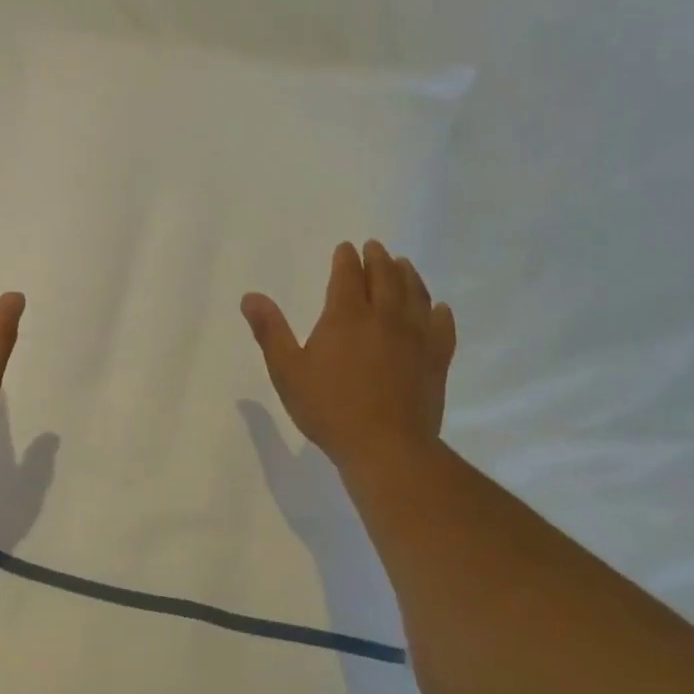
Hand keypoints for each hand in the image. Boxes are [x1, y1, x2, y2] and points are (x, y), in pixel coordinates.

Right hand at [241, 241, 455, 470]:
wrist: (385, 445)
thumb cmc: (328, 408)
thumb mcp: (287, 371)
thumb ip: (270, 331)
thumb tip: (250, 296)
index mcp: (346, 317)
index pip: (348, 276)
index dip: (346, 259)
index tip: (346, 248)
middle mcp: (384, 317)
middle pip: (385, 277)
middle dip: (378, 259)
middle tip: (376, 247)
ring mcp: (416, 337)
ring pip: (416, 295)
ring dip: (409, 276)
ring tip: (404, 265)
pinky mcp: (436, 359)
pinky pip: (442, 327)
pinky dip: (439, 312)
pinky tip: (439, 308)